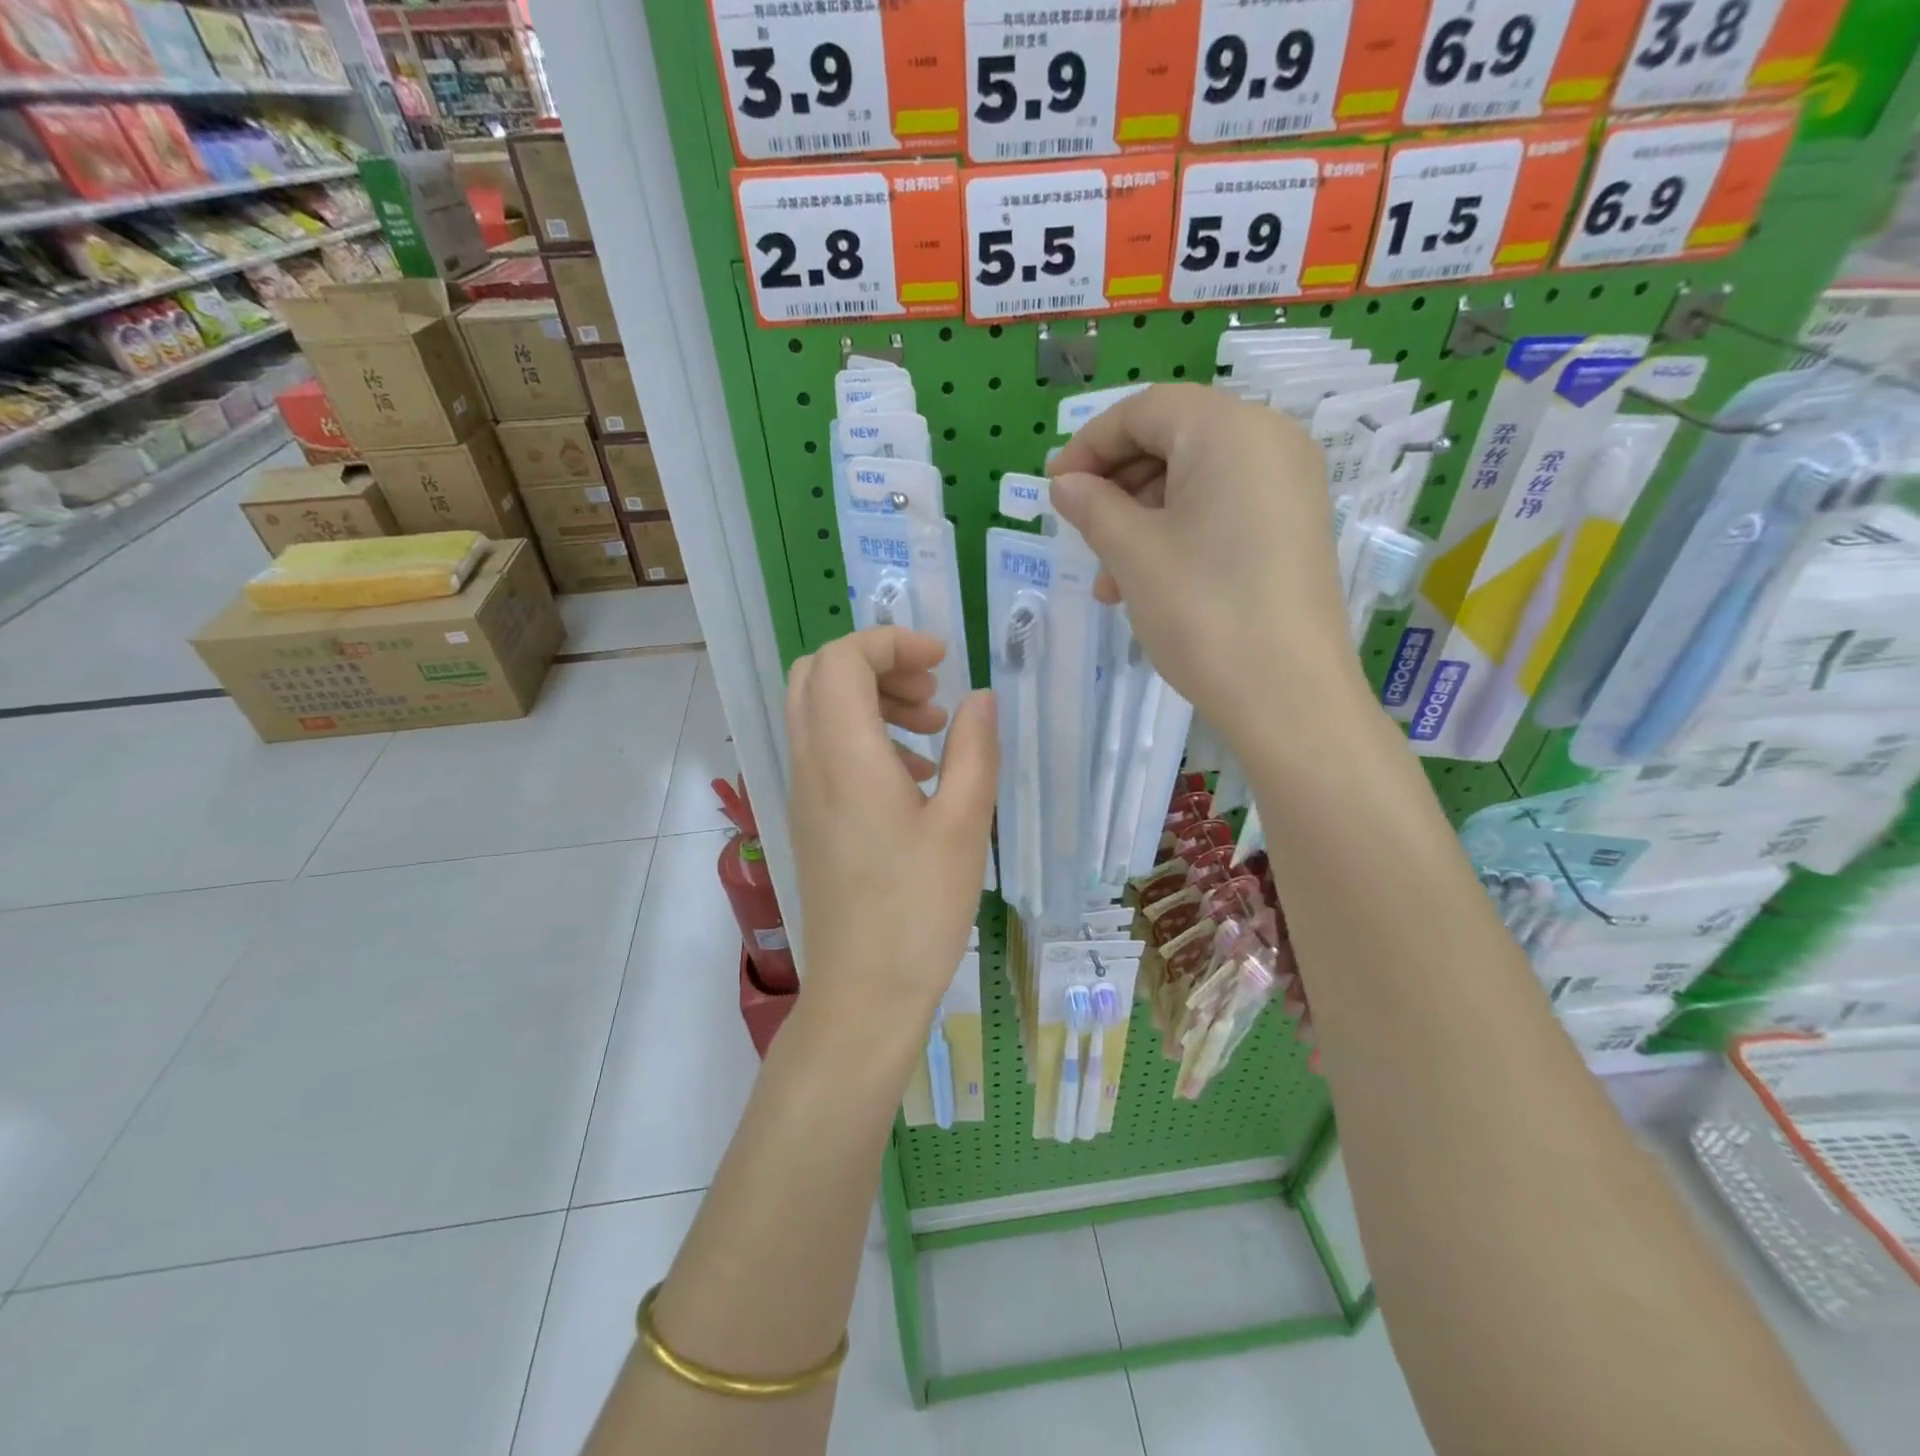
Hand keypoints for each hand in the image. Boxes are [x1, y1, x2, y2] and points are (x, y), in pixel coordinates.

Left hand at [784, 627, 997, 1049]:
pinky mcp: (810, 818)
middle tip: (931, 691)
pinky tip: (915, 776)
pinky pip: (825, 750)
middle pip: (816, 674)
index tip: (941, 660)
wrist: (863, 992)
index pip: (841, 659)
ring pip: (818, 711)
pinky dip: (864, 737)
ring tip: (933, 730)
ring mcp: (803, 793)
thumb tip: (980, 698)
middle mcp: (810, 764)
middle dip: (875, 664)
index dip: (889, 642)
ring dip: (872, 700)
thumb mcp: (963, 824)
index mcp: (845, 756)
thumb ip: (973, 750)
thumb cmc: (918, 909)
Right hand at [1047, 384, 1371, 744]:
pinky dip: (1179, 533)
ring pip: (1195, 481)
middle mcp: (1270, 441)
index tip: (1054, 489)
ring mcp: (1290, 485)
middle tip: (1080, 535)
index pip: (1144, 410)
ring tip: (1109, 580)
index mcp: (1230, 428)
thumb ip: (1092, 506)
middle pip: (1173, 440)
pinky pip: (1223, 508)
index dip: (1089, 445)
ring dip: (1141, 520)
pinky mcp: (1294, 526)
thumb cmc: (1201, 610)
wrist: (1287, 694)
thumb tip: (1065, 484)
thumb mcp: (1132, 553)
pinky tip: (1149, 583)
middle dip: (1116, 488)